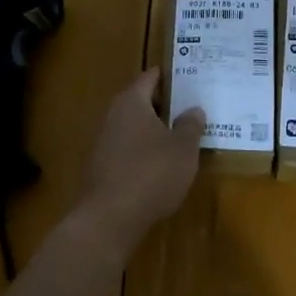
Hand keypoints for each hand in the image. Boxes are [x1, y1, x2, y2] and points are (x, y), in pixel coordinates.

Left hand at [76, 68, 204, 249]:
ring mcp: (103, 142)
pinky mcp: (101, 167)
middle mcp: (112, 115)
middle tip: (192, 107)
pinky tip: (161, 165)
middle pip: (141, 101)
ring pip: (134, 127)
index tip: (191, 77)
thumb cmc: (151, 174)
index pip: (151, 77)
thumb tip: (194, 109)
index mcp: (131, 102)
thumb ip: (190, 125)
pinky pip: (127, 149)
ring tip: (182, 137)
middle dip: (166, 105)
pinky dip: (144, 151)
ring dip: (155, 130)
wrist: (109, 219)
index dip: (171, 76)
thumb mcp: (183, 149)